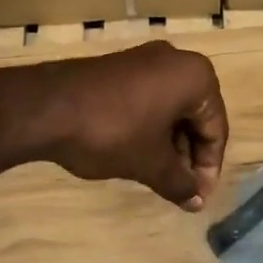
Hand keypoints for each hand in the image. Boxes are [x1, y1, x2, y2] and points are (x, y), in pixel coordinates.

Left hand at [25, 42, 228, 209]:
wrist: (46, 107)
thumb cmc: (112, 132)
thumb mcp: (150, 163)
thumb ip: (180, 183)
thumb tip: (196, 202)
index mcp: (196, 77)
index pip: (216, 129)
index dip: (208, 168)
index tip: (197, 197)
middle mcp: (176, 61)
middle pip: (196, 116)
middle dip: (189, 156)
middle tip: (180, 189)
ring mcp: (145, 60)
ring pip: (171, 109)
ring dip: (170, 145)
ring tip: (159, 177)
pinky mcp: (120, 68)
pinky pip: (149, 100)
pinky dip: (150, 128)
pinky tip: (138, 154)